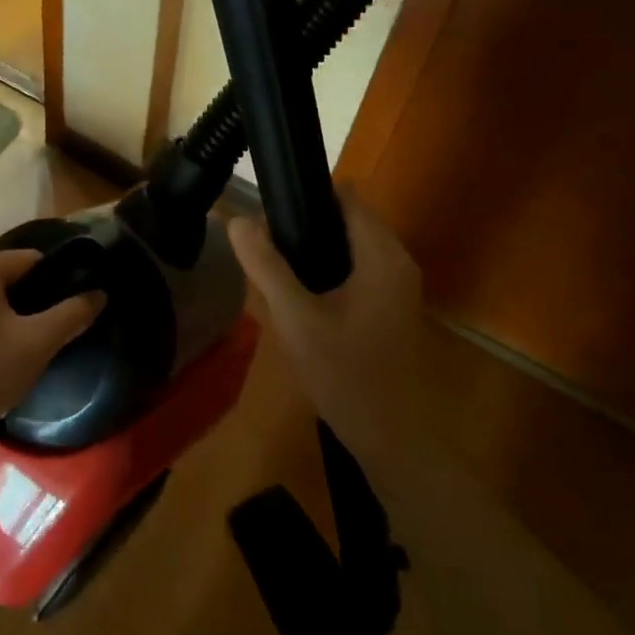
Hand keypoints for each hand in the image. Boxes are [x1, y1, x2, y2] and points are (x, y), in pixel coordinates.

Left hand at [0, 249, 104, 444]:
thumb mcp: (38, 342)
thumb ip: (72, 314)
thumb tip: (99, 293)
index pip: (32, 260)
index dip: (59, 281)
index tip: (76, 305)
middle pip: (12, 280)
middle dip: (36, 302)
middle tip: (57, 330)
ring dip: (15, 318)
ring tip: (34, 346)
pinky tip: (4, 357)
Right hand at [228, 188, 424, 452]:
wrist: (394, 440)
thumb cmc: (347, 375)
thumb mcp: (296, 319)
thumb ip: (266, 267)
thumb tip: (237, 219)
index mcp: (381, 255)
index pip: (344, 197)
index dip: (305, 193)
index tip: (267, 206)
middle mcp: (397, 261)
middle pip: (347, 219)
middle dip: (305, 222)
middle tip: (262, 243)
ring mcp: (398, 286)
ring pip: (350, 245)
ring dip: (315, 247)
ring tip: (272, 264)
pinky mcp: (391, 307)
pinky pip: (357, 269)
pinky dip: (328, 269)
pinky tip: (299, 294)